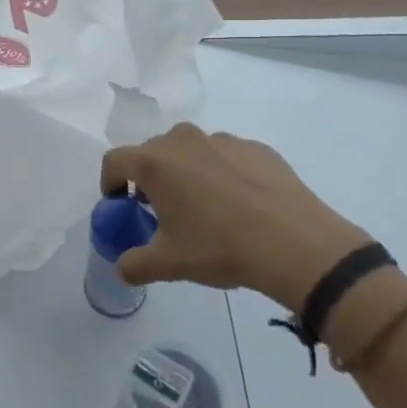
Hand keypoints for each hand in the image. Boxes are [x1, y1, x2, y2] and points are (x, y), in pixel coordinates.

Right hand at [100, 125, 369, 311]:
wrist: (296, 244)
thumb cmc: (221, 248)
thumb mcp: (169, 264)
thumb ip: (135, 264)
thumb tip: (122, 267)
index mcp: (155, 163)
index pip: (115, 161)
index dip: (110, 182)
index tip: (120, 204)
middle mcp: (184, 141)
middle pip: (152, 152)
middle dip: (149, 177)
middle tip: (161, 210)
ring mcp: (223, 140)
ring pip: (191, 150)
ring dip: (186, 172)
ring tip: (204, 206)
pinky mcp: (257, 148)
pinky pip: (226, 156)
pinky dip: (222, 173)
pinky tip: (240, 205)